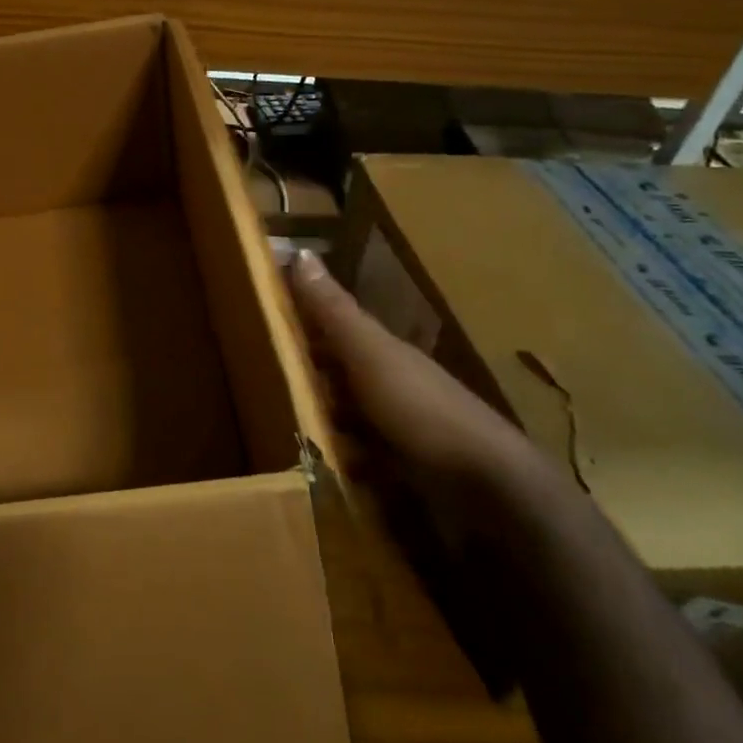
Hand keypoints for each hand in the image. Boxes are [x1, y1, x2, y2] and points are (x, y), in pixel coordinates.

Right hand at [287, 248, 566, 550]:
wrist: (487, 491)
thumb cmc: (422, 410)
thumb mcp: (370, 354)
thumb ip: (334, 311)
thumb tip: (299, 251)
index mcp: (384, 353)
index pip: (333, 328)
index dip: (299, 320)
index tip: (257, 319)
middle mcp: (392, 386)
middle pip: (338, 372)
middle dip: (302, 373)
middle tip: (255, 377)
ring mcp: (399, 432)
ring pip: (345, 415)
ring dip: (315, 419)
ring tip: (272, 427)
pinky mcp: (401, 474)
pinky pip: (356, 458)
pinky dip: (335, 459)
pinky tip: (311, 469)